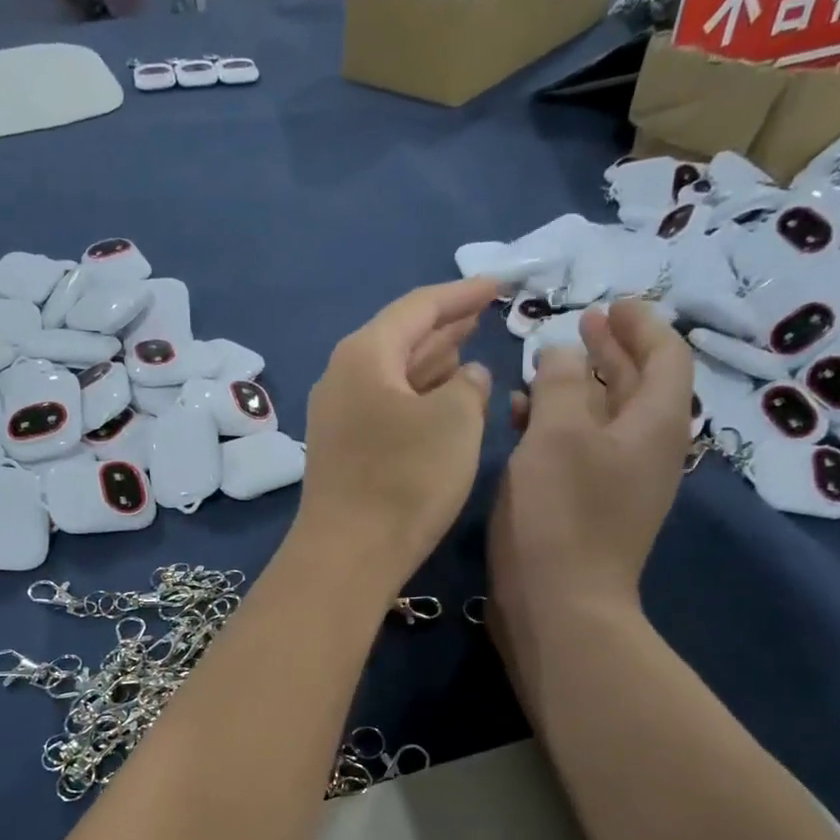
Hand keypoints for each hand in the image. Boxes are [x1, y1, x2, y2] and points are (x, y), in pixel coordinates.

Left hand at [293, 277, 498, 598]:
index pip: (418, 306)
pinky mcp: (344, 450)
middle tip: (485, 311)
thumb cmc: (405, 479)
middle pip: (400, 337)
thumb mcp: (454, 421)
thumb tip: (466, 375)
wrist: (347, 554)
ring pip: (394, 374)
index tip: (501, 284)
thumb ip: (468, 386)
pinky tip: (442, 399)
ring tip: (468, 347)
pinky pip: (388, 405)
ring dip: (432, 361)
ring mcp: (339, 416)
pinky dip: (419, 395)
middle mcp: (343, 377)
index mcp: (364, 354)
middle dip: (445, 324)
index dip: (463, 293)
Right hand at [487, 301, 692, 663]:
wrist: (558, 606)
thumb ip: (560, 381)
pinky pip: (582, 452)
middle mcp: (647, 450)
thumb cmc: (560, 513)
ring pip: (605, 419)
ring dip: (578, 389)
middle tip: (579, 326)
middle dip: (611, 352)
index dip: (641, 324)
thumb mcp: (556, 434)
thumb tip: (563, 351)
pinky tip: (521, 424)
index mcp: (655, 423)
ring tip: (538, 370)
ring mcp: (620, 484)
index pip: (666, 355)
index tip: (610, 304)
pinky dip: (559, 428)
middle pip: (639, 386)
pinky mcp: (591, 509)